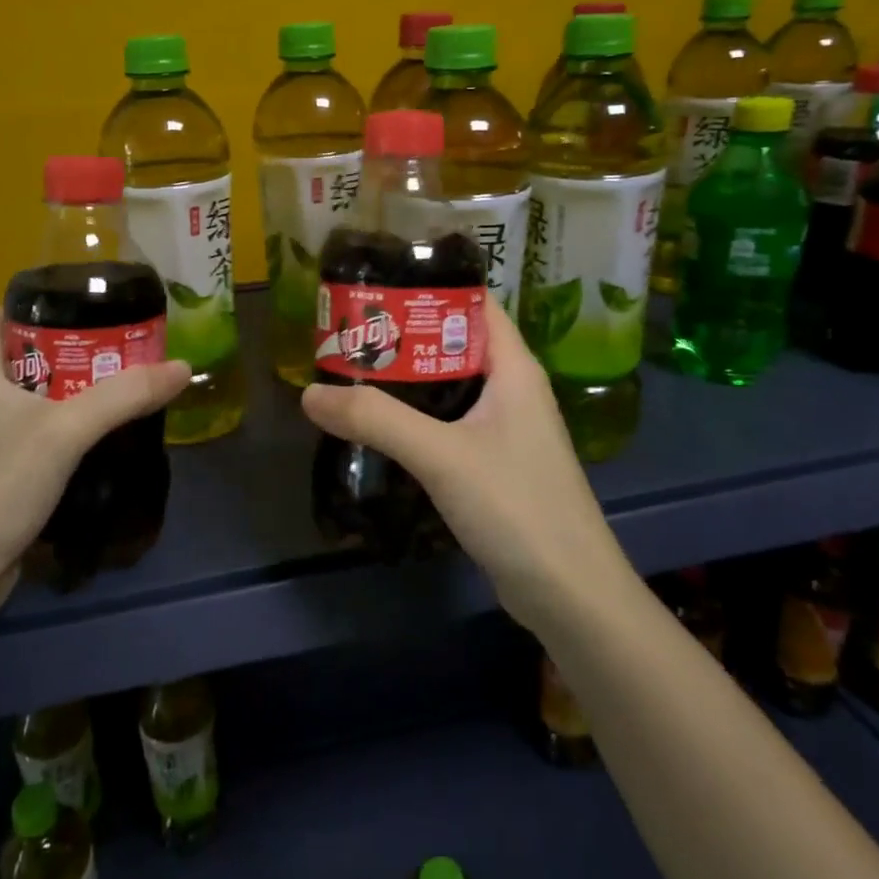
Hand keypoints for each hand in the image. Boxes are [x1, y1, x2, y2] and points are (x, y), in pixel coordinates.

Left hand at [0, 313, 190, 609]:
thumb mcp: (65, 432)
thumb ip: (125, 395)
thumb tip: (184, 367)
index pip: (20, 308)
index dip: (65, 299)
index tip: (114, 302)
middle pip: (39, 347)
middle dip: (88, 343)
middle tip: (137, 341)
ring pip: (44, 386)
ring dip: (85, 382)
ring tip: (134, 375)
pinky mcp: (0, 458)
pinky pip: (44, 419)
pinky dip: (75, 414)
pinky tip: (110, 422)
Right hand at [301, 301, 628, 629]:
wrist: (569, 594)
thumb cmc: (517, 507)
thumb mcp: (442, 456)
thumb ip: (376, 420)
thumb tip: (310, 393)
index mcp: (513, 367)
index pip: (472, 303)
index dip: (428, 286)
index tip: (375, 284)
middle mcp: (512, 388)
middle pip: (453, 343)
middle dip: (404, 335)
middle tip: (348, 332)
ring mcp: (505, 428)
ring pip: (449, 386)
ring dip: (406, 379)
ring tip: (351, 372)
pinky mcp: (493, 463)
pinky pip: (448, 424)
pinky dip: (415, 417)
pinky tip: (378, 427)